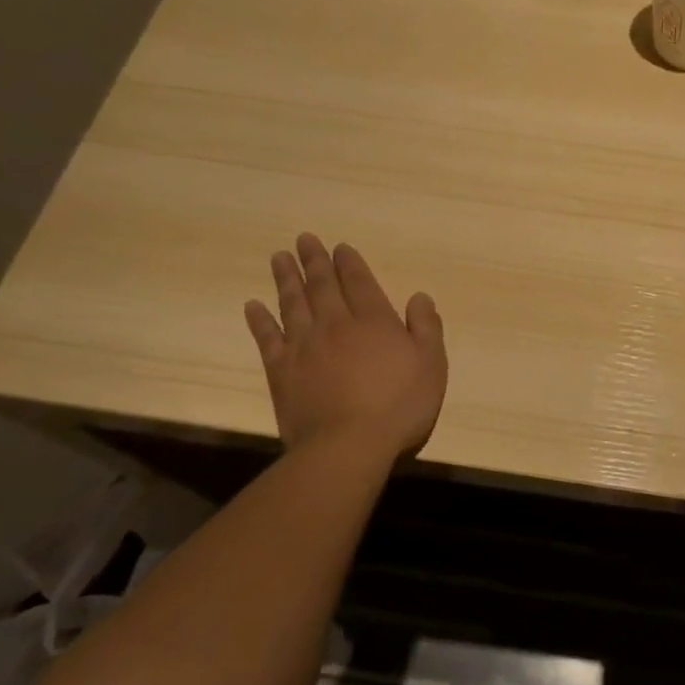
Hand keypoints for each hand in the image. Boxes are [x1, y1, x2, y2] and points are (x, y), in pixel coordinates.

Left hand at [243, 234, 446, 458]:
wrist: (347, 445)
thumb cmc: (399, 405)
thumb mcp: (432, 365)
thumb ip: (427, 327)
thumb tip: (419, 296)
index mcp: (374, 320)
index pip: (359, 282)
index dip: (349, 262)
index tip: (339, 246)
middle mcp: (336, 324)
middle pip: (322, 285)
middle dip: (315, 261)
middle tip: (304, 239)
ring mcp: (304, 346)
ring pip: (293, 303)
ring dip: (286, 279)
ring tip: (278, 257)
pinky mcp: (281, 371)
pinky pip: (267, 338)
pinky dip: (259, 320)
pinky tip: (252, 306)